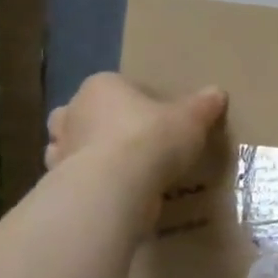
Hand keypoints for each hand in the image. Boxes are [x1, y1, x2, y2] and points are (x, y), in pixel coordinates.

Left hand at [46, 73, 226, 193]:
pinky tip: (112, 192)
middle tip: (132, 140)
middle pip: (87, 113)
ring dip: (91, 155)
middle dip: (102, 124)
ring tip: (122, 170)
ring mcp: (60, 149)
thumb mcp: (191, 119)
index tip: (158, 117)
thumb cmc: (151, 139)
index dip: (137, 100)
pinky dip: (90, 183)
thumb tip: (217, 93)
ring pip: (74, 146)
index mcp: (102, 86)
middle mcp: (73, 111)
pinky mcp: (60, 182)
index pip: (118, 85)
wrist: (114, 188)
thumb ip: (203, 106)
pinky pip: (76, 178)